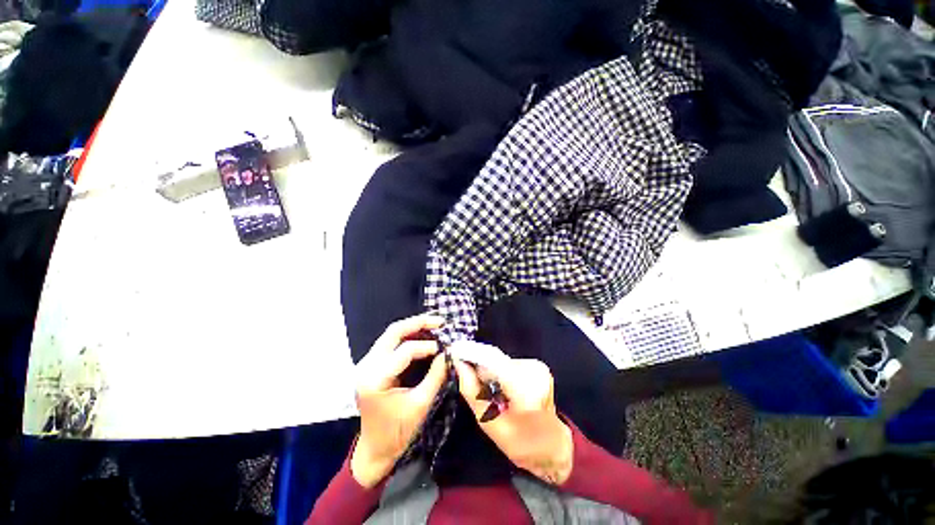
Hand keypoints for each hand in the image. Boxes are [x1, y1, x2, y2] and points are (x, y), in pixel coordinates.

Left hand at [351, 315, 447, 487]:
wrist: (375, 449)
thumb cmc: (398, 432)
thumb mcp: (421, 405)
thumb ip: (436, 376)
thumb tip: (449, 353)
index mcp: (376, 379)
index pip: (405, 351)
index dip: (428, 346)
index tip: (446, 349)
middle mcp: (366, 366)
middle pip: (394, 332)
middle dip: (419, 323)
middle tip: (440, 321)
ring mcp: (366, 364)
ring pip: (391, 334)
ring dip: (413, 327)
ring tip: (434, 325)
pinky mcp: (371, 365)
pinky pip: (390, 342)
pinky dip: (407, 336)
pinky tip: (422, 335)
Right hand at [452, 355, 573, 484]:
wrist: (553, 444)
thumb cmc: (522, 443)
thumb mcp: (491, 426)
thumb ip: (473, 393)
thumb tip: (459, 364)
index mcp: (527, 392)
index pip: (494, 363)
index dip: (472, 355)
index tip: (453, 352)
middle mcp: (535, 373)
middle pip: (497, 361)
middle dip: (479, 366)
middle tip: (466, 375)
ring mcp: (539, 367)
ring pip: (502, 360)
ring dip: (490, 370)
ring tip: (487, 390)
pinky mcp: (538, 365)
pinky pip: (509, 363)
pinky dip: (500, 371)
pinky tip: (501, 387)